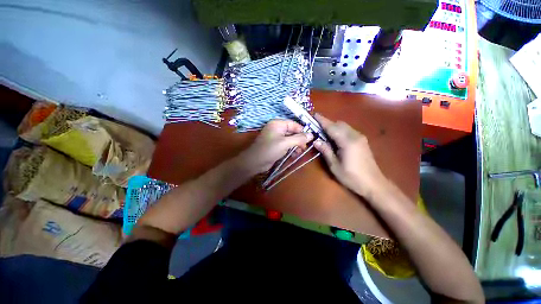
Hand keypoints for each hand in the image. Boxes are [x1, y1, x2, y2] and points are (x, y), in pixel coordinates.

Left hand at [238, 120, 312, 174]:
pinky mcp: (276, 145)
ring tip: (299, 152)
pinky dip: (291, 149)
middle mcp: (277, 129)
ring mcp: (276, 137)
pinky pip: (286, 145)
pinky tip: (294, 155)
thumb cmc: (269, 150)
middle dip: (299, 140)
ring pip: (290, 139)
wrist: (255, 162)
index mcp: (278, 124)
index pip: (294, 124)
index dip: (302, 131)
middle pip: (293, 132)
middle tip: (304, 148)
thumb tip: (311, 135)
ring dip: (296, 145)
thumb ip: (299, 139)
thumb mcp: (285, 143)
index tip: (310, 139)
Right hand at [313, 114, 388, 197]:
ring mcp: (360, 137)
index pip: (332, 127)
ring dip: (333, 127)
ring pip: (344, 126)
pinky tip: (334, 138)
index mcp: (347, 142)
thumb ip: (326, 151)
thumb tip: (316, 141)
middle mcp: (355, 136)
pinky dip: (340, 131)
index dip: (322, 121)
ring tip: (323, 133)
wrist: (374, 184)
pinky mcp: (362, 141)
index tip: (314, 115)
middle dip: (327, 123)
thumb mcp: (335, 166)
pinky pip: (348, 131)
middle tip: (316, 128)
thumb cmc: (352, 177)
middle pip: (339, 124)